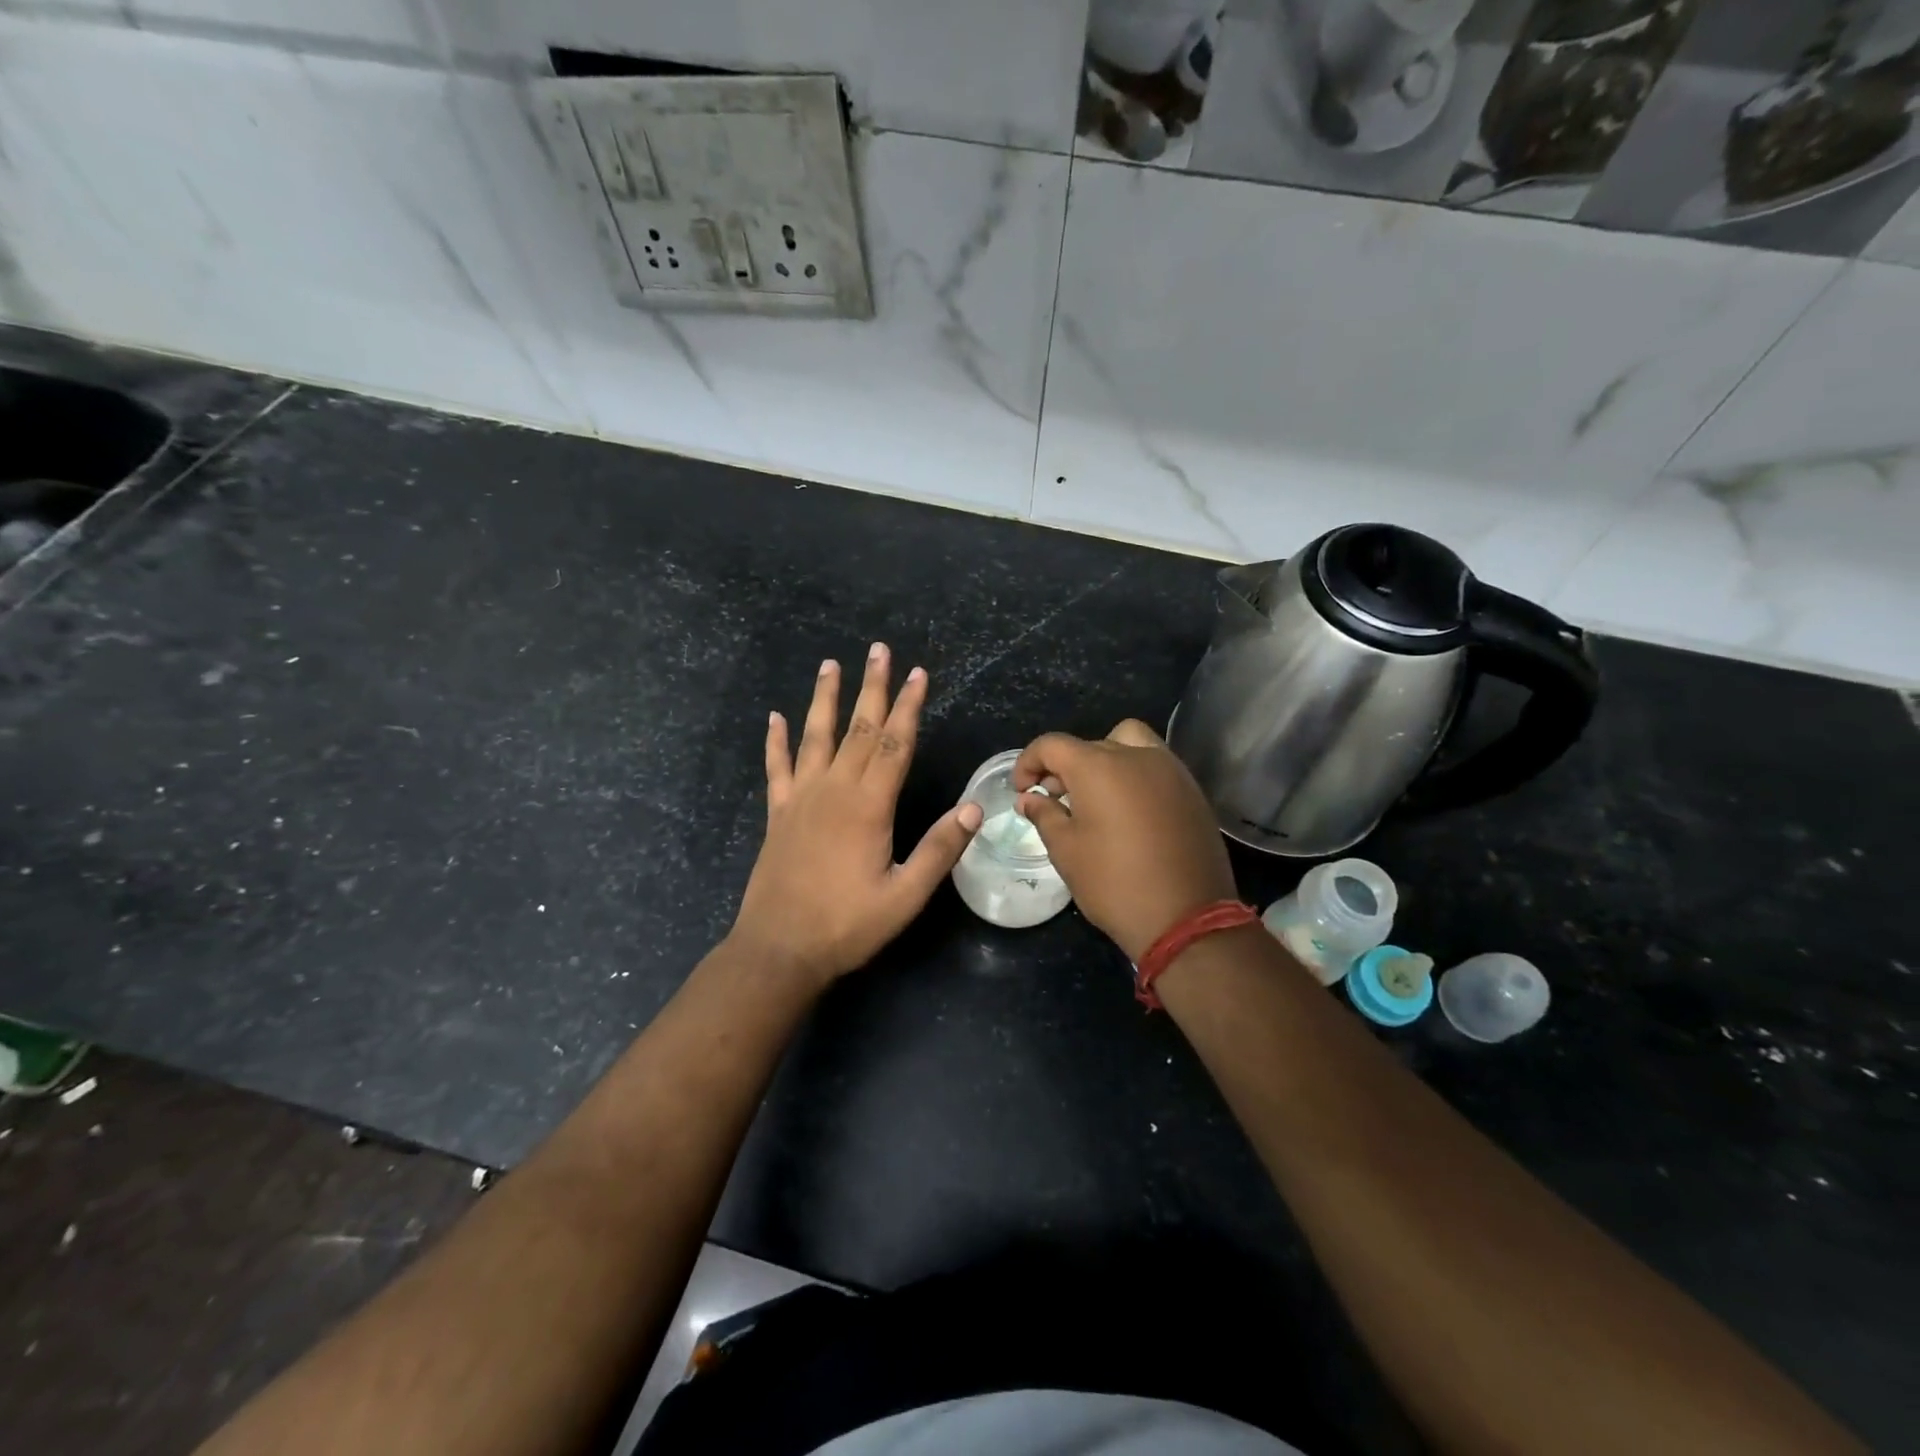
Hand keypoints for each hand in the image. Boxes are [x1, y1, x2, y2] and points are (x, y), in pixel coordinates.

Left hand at [730, 644, 982, 990]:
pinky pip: (776, 767)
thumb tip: (975, 807)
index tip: (918, 673)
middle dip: (873, 688)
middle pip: (858, 729)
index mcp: (868, 806)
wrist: (779, 949)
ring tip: (831, 664)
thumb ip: (939, 850)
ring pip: (816, 736)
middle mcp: (833, 790)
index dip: (908, 706)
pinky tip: (774, 717)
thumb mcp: (905, 896)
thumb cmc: (847, 925)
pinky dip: (775, 741)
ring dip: (825, 699)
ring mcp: (800, 798)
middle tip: (879, 650)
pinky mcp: (778, 813)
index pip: (894, 743)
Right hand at [1013, 719, 1236, 962]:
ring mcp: (1170, 770)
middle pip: (1090, 744)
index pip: (1052, 745)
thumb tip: (1029, 798)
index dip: (1028, 763)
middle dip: (1065, 767)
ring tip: (1096, 798)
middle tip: (1055, 800)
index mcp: (1098, 766)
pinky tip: (1129, 812)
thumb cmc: (1114, 883)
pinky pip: (1156, 765)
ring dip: (1105, 760)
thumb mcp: (1066, 851)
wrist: (1186, 918)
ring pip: (1129, 743)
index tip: (1022, 791)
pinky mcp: (1192, 791)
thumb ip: (1044, 814)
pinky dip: (1135, 775)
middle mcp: (1136, 756)